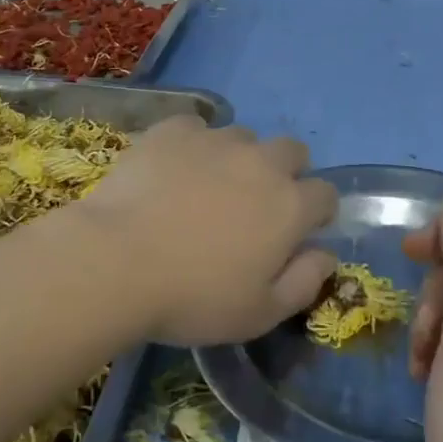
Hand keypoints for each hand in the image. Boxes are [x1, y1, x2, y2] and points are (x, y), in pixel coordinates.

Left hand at [76, 116, 337, 345]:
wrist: (116, 261)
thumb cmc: (193, 297)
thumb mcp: (259, 313)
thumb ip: (304, 282)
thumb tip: (326, 254)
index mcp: (289, 206)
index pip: (326, 194)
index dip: (316, 212)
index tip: (296, 232)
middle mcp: (261, 162)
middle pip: (293, 152)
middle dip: (285, 173)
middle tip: (255, 205)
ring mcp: (216, 140)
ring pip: (244, 137)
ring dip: (238, 158)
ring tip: (207, 187)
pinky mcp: (173, 130)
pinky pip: (196, 128)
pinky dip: (192, 145)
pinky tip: (172, 170)